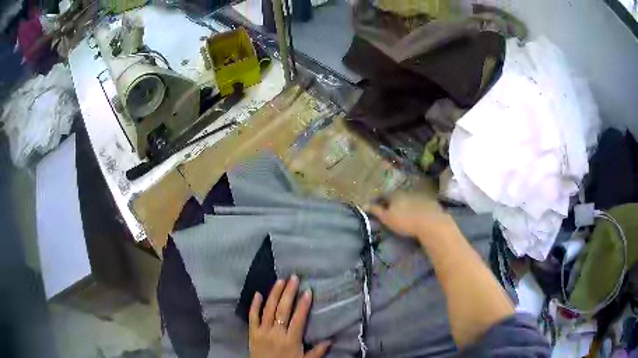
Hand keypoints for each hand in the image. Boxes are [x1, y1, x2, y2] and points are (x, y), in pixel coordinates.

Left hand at [249, 275, 330, 357]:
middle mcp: (276, 333)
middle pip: (283, 310)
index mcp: (291, 340)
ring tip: (280, 281)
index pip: (298, 319)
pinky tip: (257, 293)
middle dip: (289, 293)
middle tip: (293, 278)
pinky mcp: (252, 332)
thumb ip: (317, 351)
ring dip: (274, 294)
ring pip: (268, 309)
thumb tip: (330, 340)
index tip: (308, 291)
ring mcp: (262, 331)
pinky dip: (254, 305)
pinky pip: (252, 317)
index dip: (303, 305)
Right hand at [370, 190, 456, 242]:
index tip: (375, 205)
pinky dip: (419, 207)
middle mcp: (407, 192)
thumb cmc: (405, 221)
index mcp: (395, 195)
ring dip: (407, 204)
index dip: (378, 200)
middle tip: (391, 210)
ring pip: (410, 199)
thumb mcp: (387, 218)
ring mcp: (420, 196)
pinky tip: (420, 215)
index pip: (383, 195)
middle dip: (393, 201)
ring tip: (406, 213)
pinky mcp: (431, 202)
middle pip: (397, 195)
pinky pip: (422, 203)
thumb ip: (376, 211)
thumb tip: (365, 205)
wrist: (431, 223)